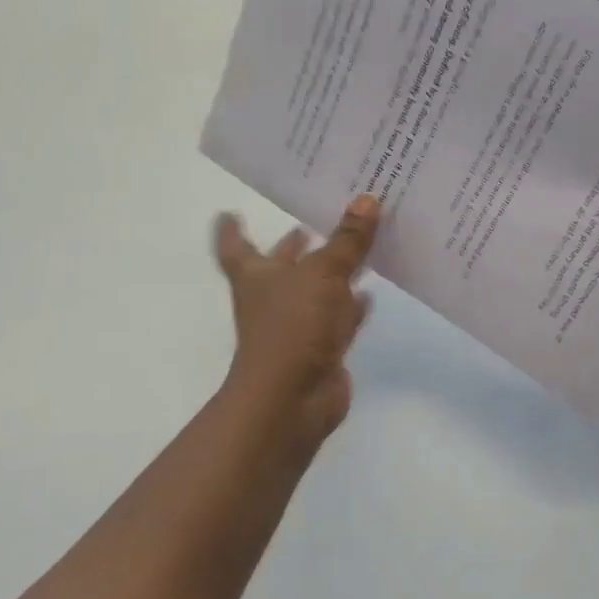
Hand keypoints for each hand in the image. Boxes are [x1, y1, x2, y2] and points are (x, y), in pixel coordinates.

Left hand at [214, 195, 379, 450]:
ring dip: (330, 274)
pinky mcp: (320, 349)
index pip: (236, 246)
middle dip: (294, 247)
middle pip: (281, 265)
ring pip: (314, 291)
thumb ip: (347, 239)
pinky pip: (338, 319)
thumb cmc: (292, 325)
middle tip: (312, 222)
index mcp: (256, 275)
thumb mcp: (323, 273)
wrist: (291, 399)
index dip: (232, 229)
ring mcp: (296, 326)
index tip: (230, 211)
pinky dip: (351, 307)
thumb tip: (367, 198)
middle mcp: (272, 298)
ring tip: (354, 247)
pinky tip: (369, 294)